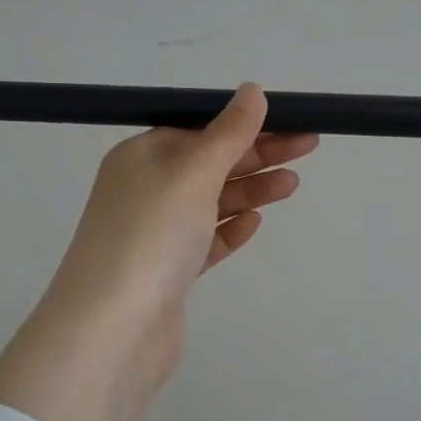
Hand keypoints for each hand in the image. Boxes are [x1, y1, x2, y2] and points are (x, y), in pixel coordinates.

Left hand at [0, 85, 317, 420]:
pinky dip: (229, 229)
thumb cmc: (151, 236)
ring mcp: (155, 234)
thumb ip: (227, 134)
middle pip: (209, 164)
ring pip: (211, 203)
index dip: (245, 124)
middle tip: (308, 147)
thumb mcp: (192, 174)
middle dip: (257, 155)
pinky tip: (254, 223)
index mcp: (141, 157)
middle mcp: (144, 190)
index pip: (199, 129)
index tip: (289, 122)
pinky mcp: (167, 272)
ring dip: (250, 190)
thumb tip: (252, 91)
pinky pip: (204, 241)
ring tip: (291, 186)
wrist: (113, 329)